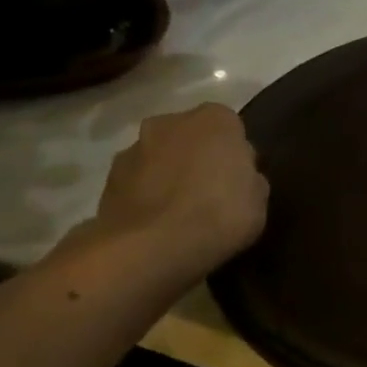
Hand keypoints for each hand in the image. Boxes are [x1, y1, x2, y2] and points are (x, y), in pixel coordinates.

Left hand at [91, 104, 268, 285]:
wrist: (151, 248)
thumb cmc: (221, 212)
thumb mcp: (259, 198)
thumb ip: (249, 177)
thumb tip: (238, 177)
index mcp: (214, 119)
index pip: (231, 127)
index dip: (235, 154)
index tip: (239, 179)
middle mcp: (170, 122)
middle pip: (190, 137)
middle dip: (198, 157)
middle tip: (210, 192)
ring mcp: (133, 150)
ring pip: (159, 158)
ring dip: (168, 175)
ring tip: (180, 213)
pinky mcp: (107, 181)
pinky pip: (137, 183)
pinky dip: (146, 196)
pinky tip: (157, 224)